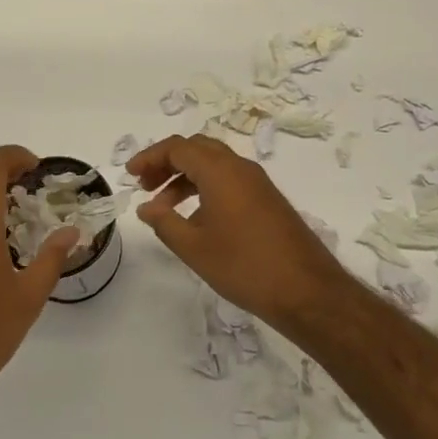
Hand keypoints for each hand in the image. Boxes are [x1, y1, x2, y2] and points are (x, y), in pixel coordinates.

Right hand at [127, 134, 348, 324]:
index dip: (150, 157)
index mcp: (220, 170)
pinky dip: (206, 189)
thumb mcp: (194, 247)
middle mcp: (240, 168)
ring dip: (186, 178)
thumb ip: (164, 223)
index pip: (178, 147)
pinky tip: (196, 219)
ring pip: (214, 165)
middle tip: (146, 186)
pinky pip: (230, 180)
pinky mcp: (268, 200)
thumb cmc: (244, 266)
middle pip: (197, 149)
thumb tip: (146, 208)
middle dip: (168, 163)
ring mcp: (258, 183)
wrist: (306, 290)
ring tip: (164, 209)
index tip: (131, 175)